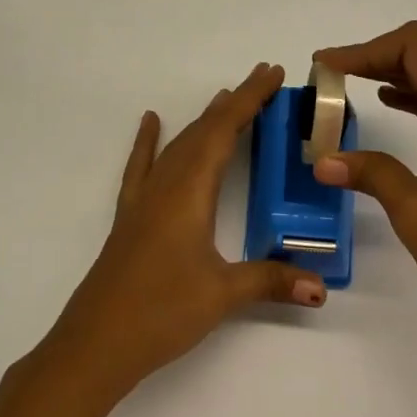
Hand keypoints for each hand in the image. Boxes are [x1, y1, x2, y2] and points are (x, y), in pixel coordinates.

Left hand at [41, 63, 326, 407]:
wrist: (95, 344)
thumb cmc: (160, 313)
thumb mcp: (222, 295)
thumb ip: (271, 281)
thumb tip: (321, 285)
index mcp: (188, 193)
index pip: (223, 132)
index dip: (250, 100)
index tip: (272, 73)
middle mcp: (164, 186)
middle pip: (201, 131)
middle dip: (233, 103)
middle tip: (263, 80)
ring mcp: (142, 200)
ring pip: (177, 145)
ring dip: (202, 120)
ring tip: (225, 98)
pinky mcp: (130, 217)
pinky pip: (142, 167)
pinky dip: (148, 141)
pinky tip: (149, 122)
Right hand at [313, 22, 416, 341]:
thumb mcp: (412, 209)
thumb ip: (370, 172)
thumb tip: (324, 161)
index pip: (414, 48)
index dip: (366, 49)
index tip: (328, 67)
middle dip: (376, 60)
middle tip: (332, 79)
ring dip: (397, 79)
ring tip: (353, 92)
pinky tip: (394, 111)